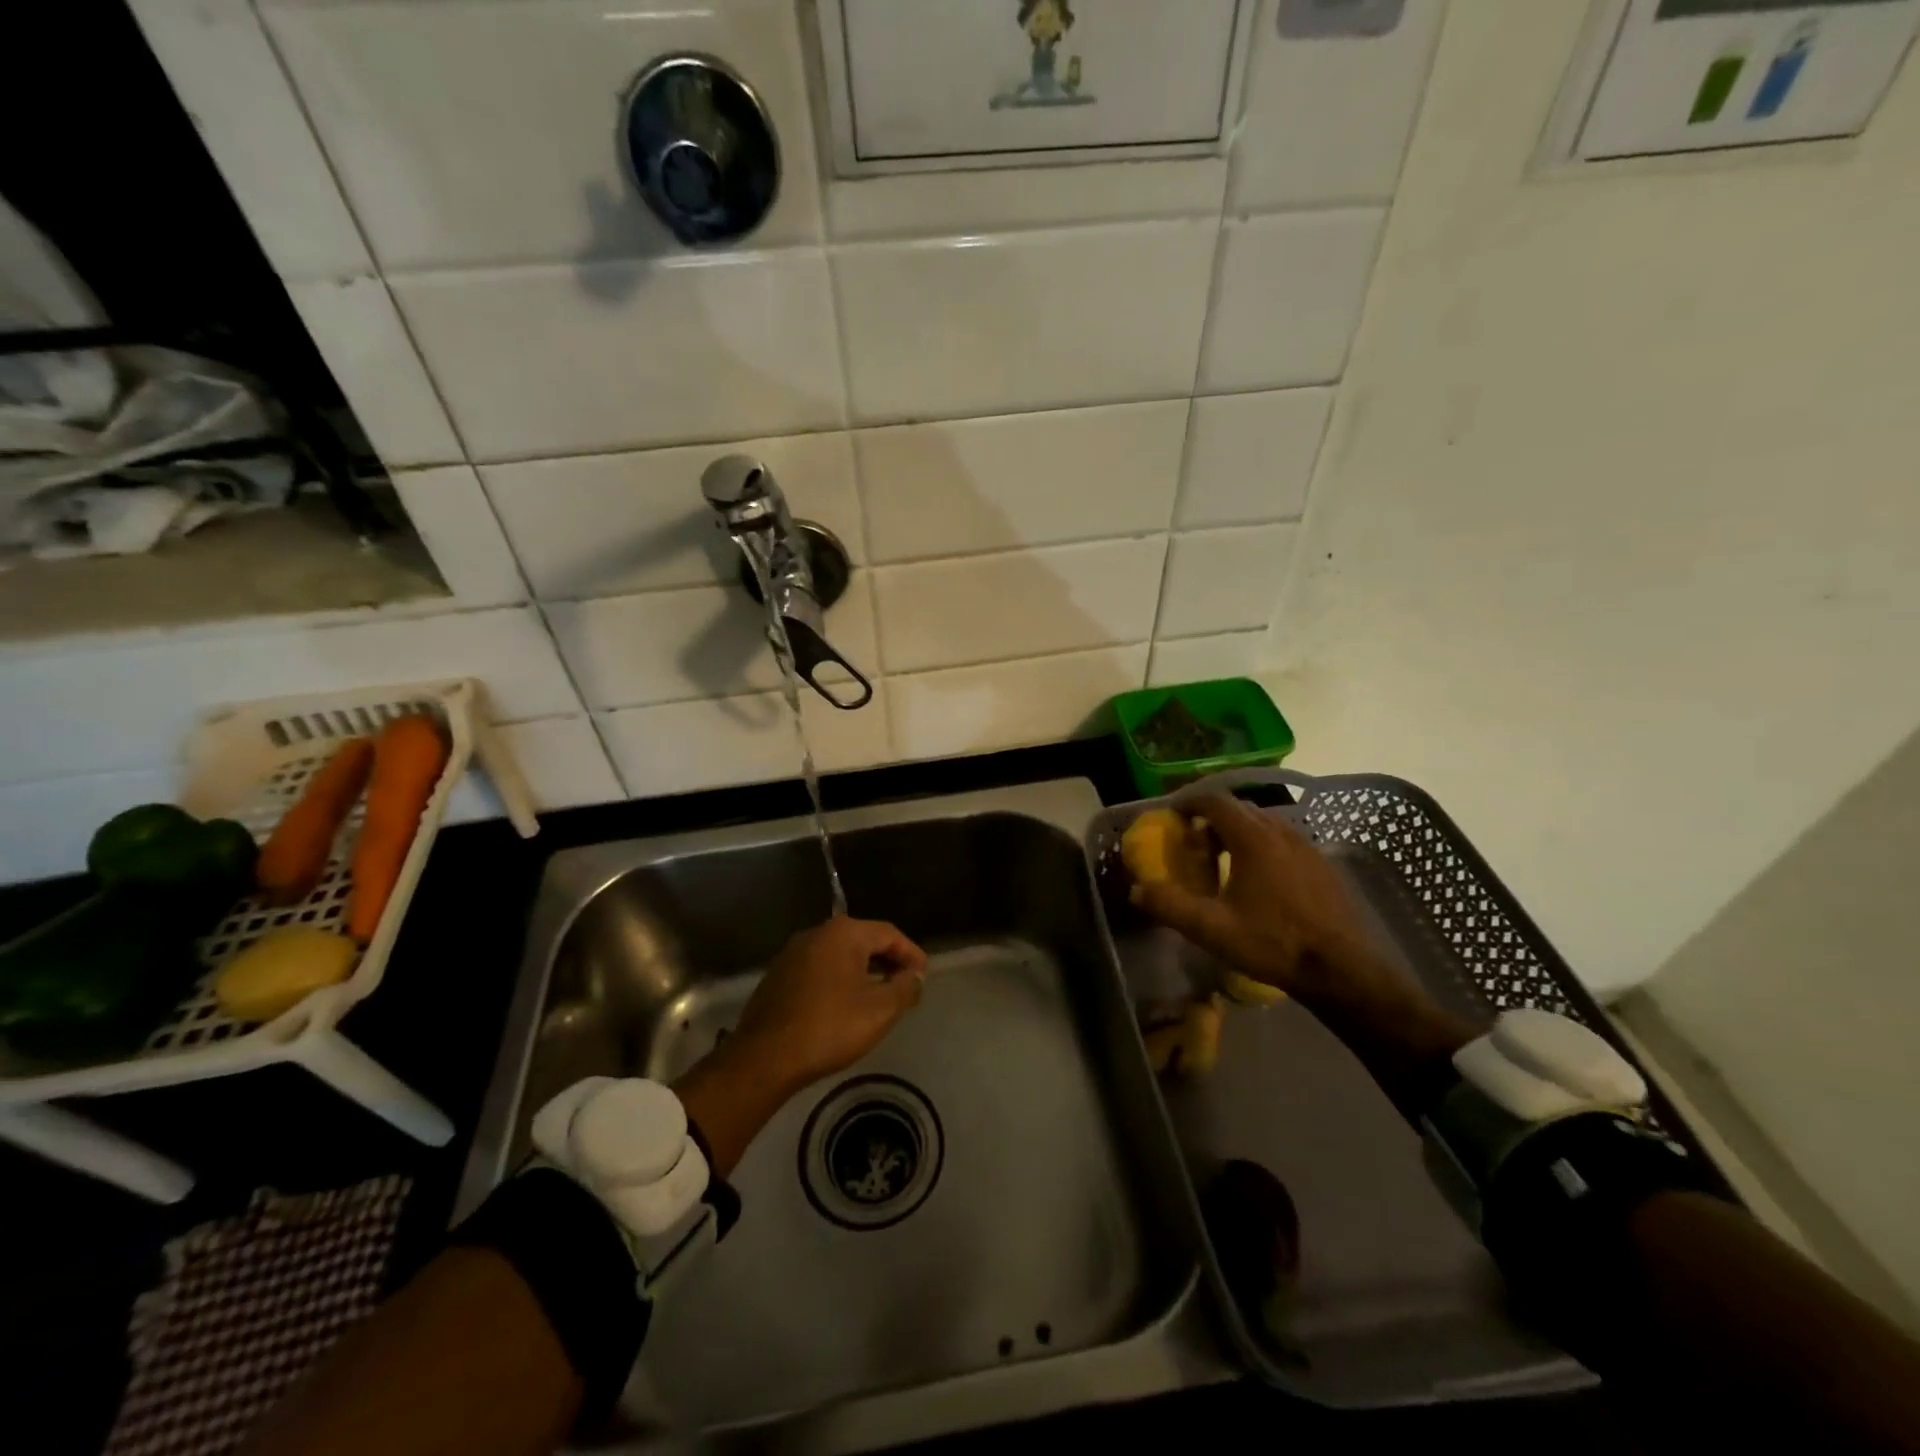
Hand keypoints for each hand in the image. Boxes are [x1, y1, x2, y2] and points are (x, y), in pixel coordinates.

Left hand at [675, 917, 926, 1177]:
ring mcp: (793, 953)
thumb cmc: (829, 1028)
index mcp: (844, 933)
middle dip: (888, 961)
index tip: (924, 975)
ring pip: (839, 954)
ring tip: (879, 996)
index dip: (911, 953)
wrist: (765, 1057)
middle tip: (906, 985)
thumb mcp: (880, 1010)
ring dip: (863, 971)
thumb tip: (915, 976)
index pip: (889, 934)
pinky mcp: (778, 975)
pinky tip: (845, 1005)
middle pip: (863, 940)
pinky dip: (839, 979)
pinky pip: (820, 968)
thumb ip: (905, 988)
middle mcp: (817, 933)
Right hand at [1128, 795, 1477, 1112]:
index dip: (1190, 803)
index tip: (1173, 818)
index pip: (1215, 801)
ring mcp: (1307, 847)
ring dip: (1238, 832)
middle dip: (1212, 818)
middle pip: (1240, 809)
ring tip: (1224, 861)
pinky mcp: (1323, 865)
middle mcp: (1281, 831)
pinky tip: (1259, 881)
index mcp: (1253, 837)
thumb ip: (1170, 905)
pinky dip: (1262, 846)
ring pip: (1264, 824)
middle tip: (1194, 843)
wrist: (1343, 970)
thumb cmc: (1273, 943)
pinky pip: (1284, 841)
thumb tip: (1137, 890)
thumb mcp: (1212, 929)